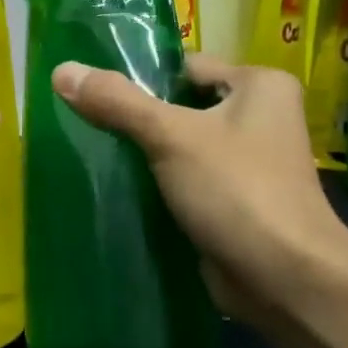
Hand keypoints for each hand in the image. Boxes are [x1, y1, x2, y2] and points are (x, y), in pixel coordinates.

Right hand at [51, 54, 347, 325]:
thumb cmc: (237, 190)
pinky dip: (156, 185)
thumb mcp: (172, 136)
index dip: (140, 77)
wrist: (285, 280)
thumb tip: (62, 70)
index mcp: (259, 85)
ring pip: (180, 146)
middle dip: (136, 118)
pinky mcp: (232, 201)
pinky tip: (116, 189)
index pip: (185, 67)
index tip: (91, 91)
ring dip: (143, 154)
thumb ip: (117, 102)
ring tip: (91, 153)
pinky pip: (185, 180)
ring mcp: (247, 163)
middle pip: (180, 106)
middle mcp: (259, 117)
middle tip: (83, 123)